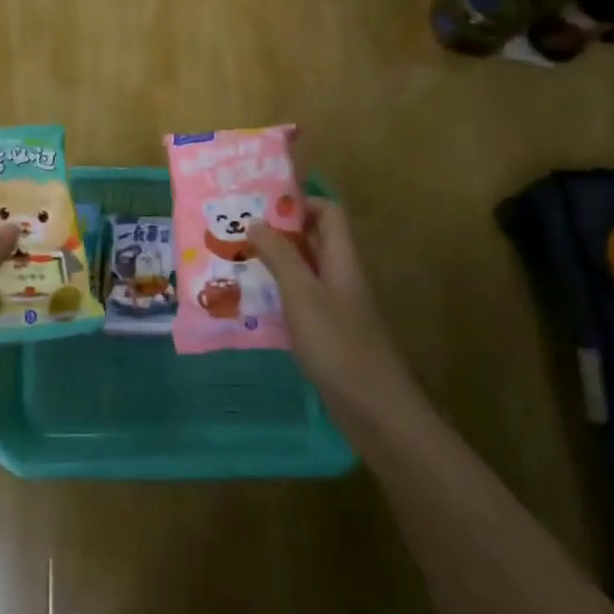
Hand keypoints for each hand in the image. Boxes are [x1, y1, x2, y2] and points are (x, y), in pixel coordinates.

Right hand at [248, 201, 418, 438]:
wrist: (376, 411)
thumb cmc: (338, 344)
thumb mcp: (302, 294)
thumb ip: (280, 255)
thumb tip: (256, 220)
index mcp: (342, 260)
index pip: (328, 212)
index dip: (299, 202)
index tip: (261, 205)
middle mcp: (342, 278)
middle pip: (315, 240)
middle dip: (279, 232)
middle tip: (239, 231)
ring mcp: (338, 308)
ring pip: (306, 272)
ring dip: (276, 264)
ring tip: (237, 263)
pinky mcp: (331, 336)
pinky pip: (303, 302)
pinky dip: (280, 296)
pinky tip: (254, 306)